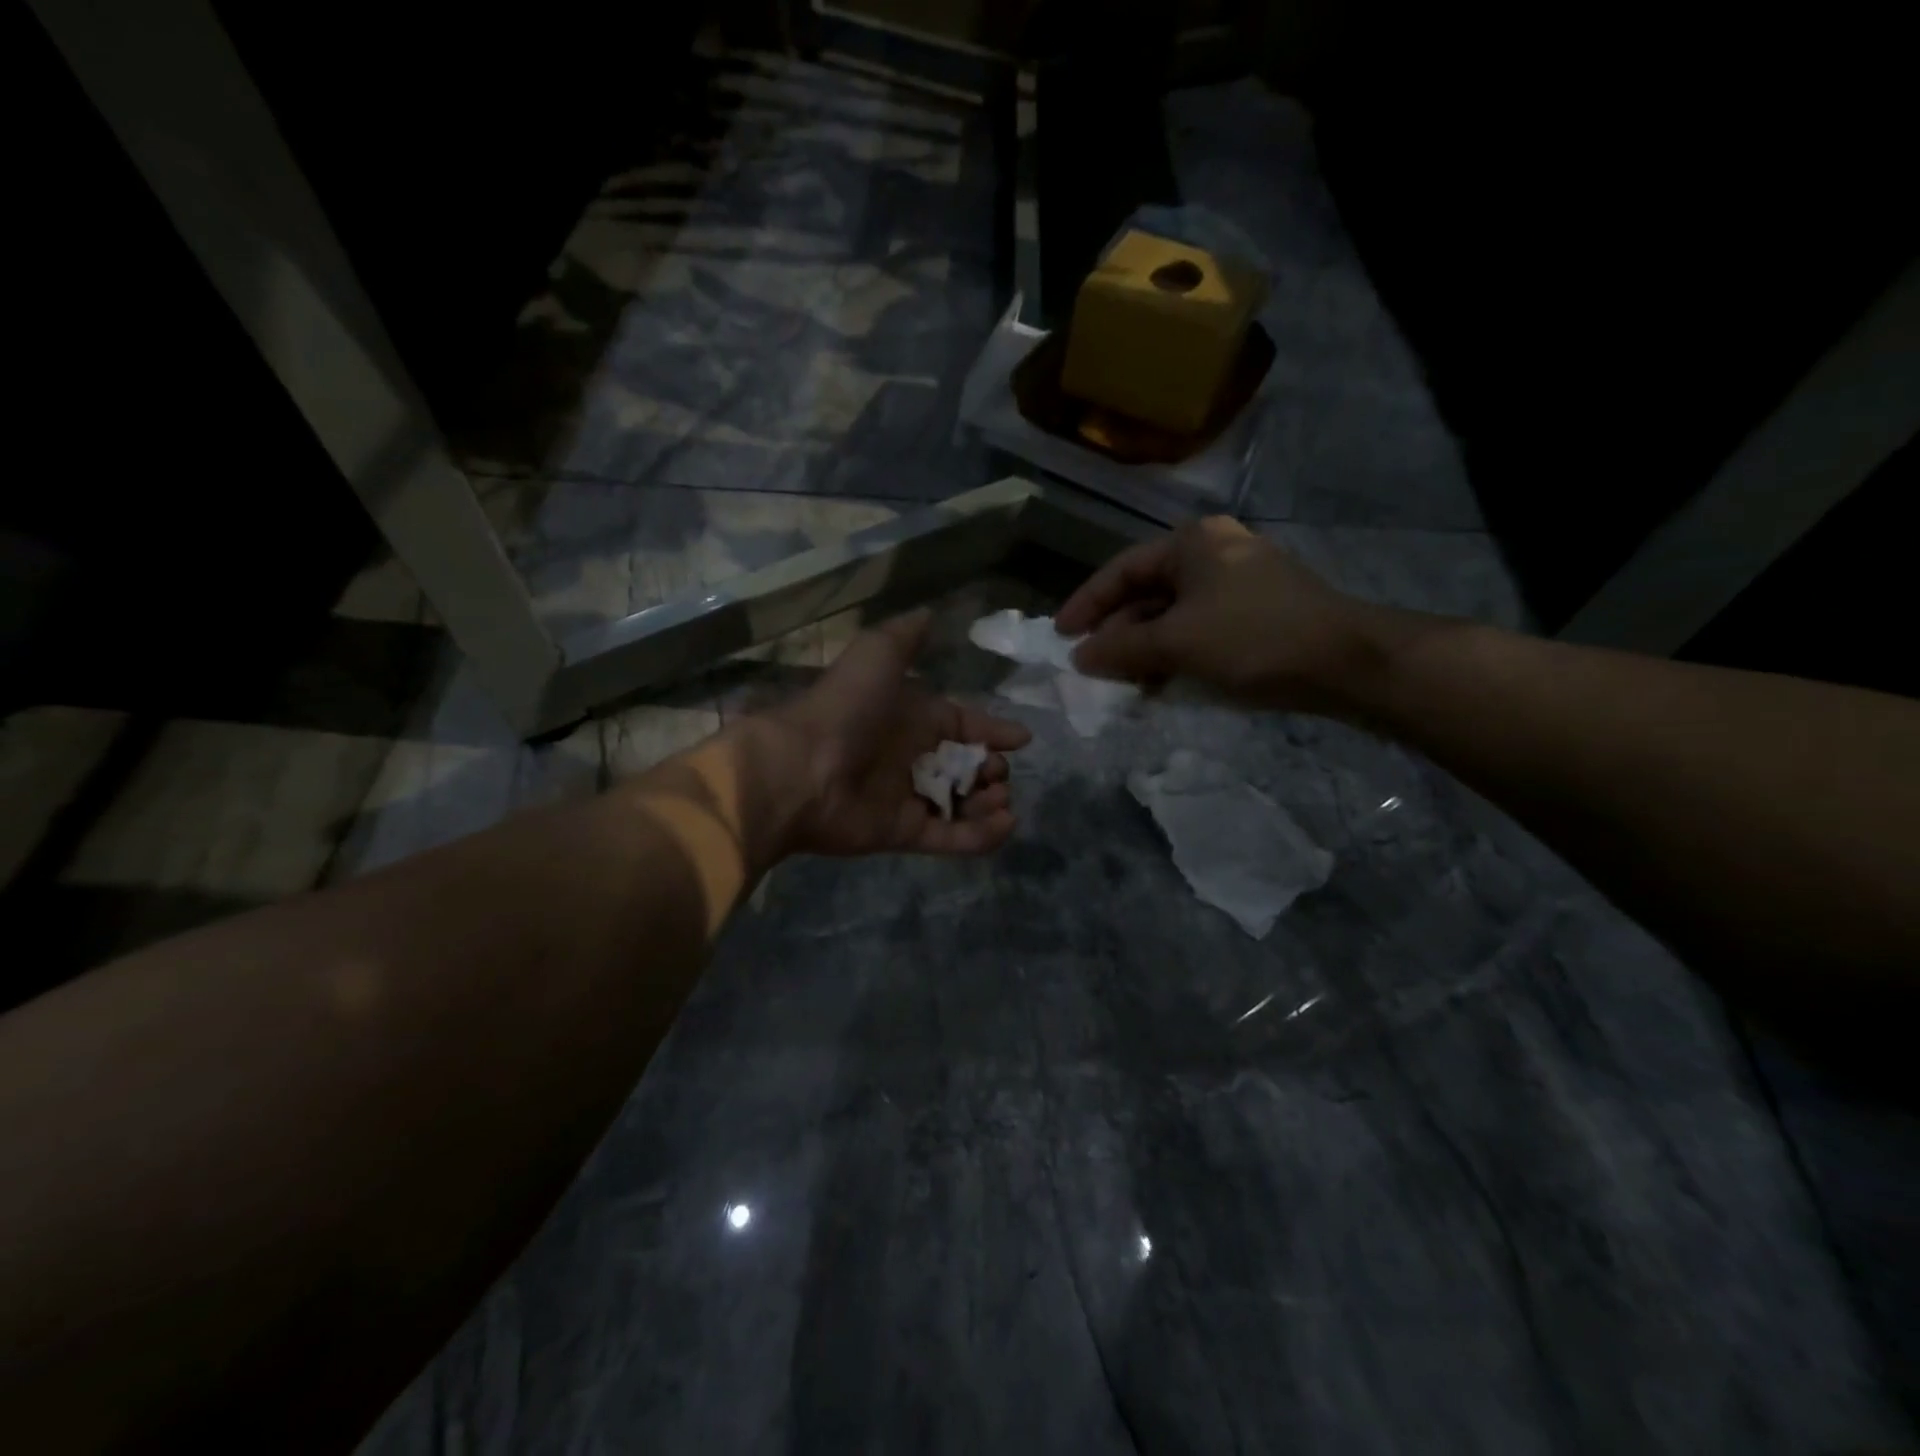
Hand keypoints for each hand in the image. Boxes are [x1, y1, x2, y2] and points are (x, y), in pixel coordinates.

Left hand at [760, 610, 1031, 855]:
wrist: (801, 768)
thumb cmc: (846, 709)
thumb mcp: (877, 655)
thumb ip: (905, 637)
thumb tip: (929, 614)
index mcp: (910, 717)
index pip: (960, 723)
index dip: (991, 730)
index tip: (1022, 739)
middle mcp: (910, 757)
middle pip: (964, 767)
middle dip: (991, 769)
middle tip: (1000, 773)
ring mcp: (907, 798)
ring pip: (961, 804)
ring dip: (988, 803)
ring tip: (1002, 798)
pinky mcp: (903, 833)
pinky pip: (950, 837)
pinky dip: (981, 835)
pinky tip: (1005, 824)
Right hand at [1054, 516, 1392, 711]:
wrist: (1346, 661)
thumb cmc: (1253, 638)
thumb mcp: (1177, 642)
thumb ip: (1122, 648)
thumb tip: (1079, 657)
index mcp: (1192, 542)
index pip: (1121, 570)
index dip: (1086, 604)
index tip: (1060, 636)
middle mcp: (1213, 552)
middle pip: (1147, 592)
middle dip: (1117, 632)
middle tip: (1093, 666)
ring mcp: (1238, 582)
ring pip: (1173, 614)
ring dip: (1145, 648)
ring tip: (1126, 683)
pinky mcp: (1256, 612)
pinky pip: (1199, 629)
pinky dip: (1176, 654)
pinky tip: (1163, 683)